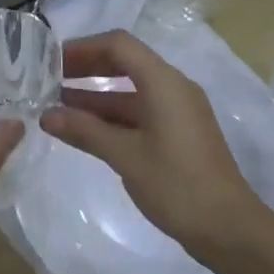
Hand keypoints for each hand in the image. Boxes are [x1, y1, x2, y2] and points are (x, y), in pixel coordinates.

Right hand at [43, 30, 271, 257]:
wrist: (227, 227)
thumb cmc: (176, 185)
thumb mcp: (125, 156)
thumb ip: (85, 131)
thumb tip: (46, 116)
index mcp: (164, 83)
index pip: (119, 45)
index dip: (83, 48)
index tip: (50, 61)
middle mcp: (173, 89)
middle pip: (125, 63)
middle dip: (87, 69)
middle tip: (49, 81)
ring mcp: (178, 113)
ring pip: (131, 92)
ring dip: (95, 97)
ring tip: (56, 107)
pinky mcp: (178, 135)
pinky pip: (140, 113)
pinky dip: (112, 117)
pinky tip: (85, 131)